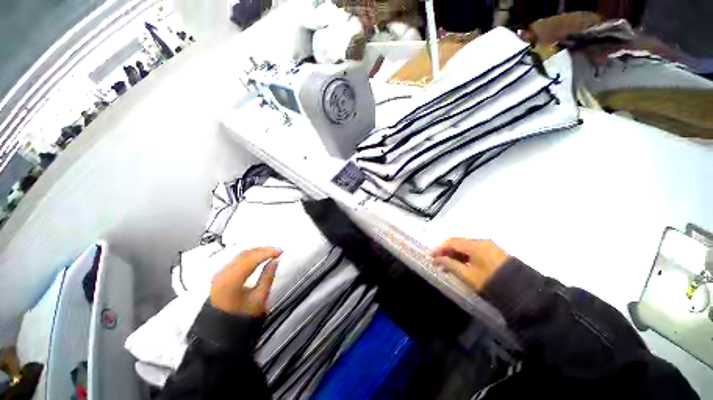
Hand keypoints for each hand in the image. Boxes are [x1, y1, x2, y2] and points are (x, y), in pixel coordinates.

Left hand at [210, 247, 280, 316]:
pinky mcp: (221, 274)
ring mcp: (220, 273)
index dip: (267, 253)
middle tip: (278, 250)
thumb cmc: (241, 316)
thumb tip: (275, 261)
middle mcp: (223, 274)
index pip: (251, 260)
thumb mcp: (259, 298)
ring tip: (271, 251)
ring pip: (241, 255)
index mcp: (231, 281)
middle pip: (245, 254)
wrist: (220, 328)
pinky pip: (237, 259)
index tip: (281, 251)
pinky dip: (250, 255)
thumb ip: (268, 277)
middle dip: (263, 250)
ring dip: (257, 251)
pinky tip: (259, 256)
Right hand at [431, 238, 508, 291]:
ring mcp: (489, 247)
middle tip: (438, 262)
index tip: (431, 256)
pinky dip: (465, 257)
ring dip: (455, 255)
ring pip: (466, 247)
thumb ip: (450, 265)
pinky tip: (461, 266)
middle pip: (458, 243)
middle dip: (447, 252)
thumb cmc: (490, 281)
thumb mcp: (467, 275)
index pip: (451, 242)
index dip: (439, 248)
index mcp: (474, 245)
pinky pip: (474, 251)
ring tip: (447, 266)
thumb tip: (438, 259)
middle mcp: (481, 242)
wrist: (521, 291)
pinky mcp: (494, 253)